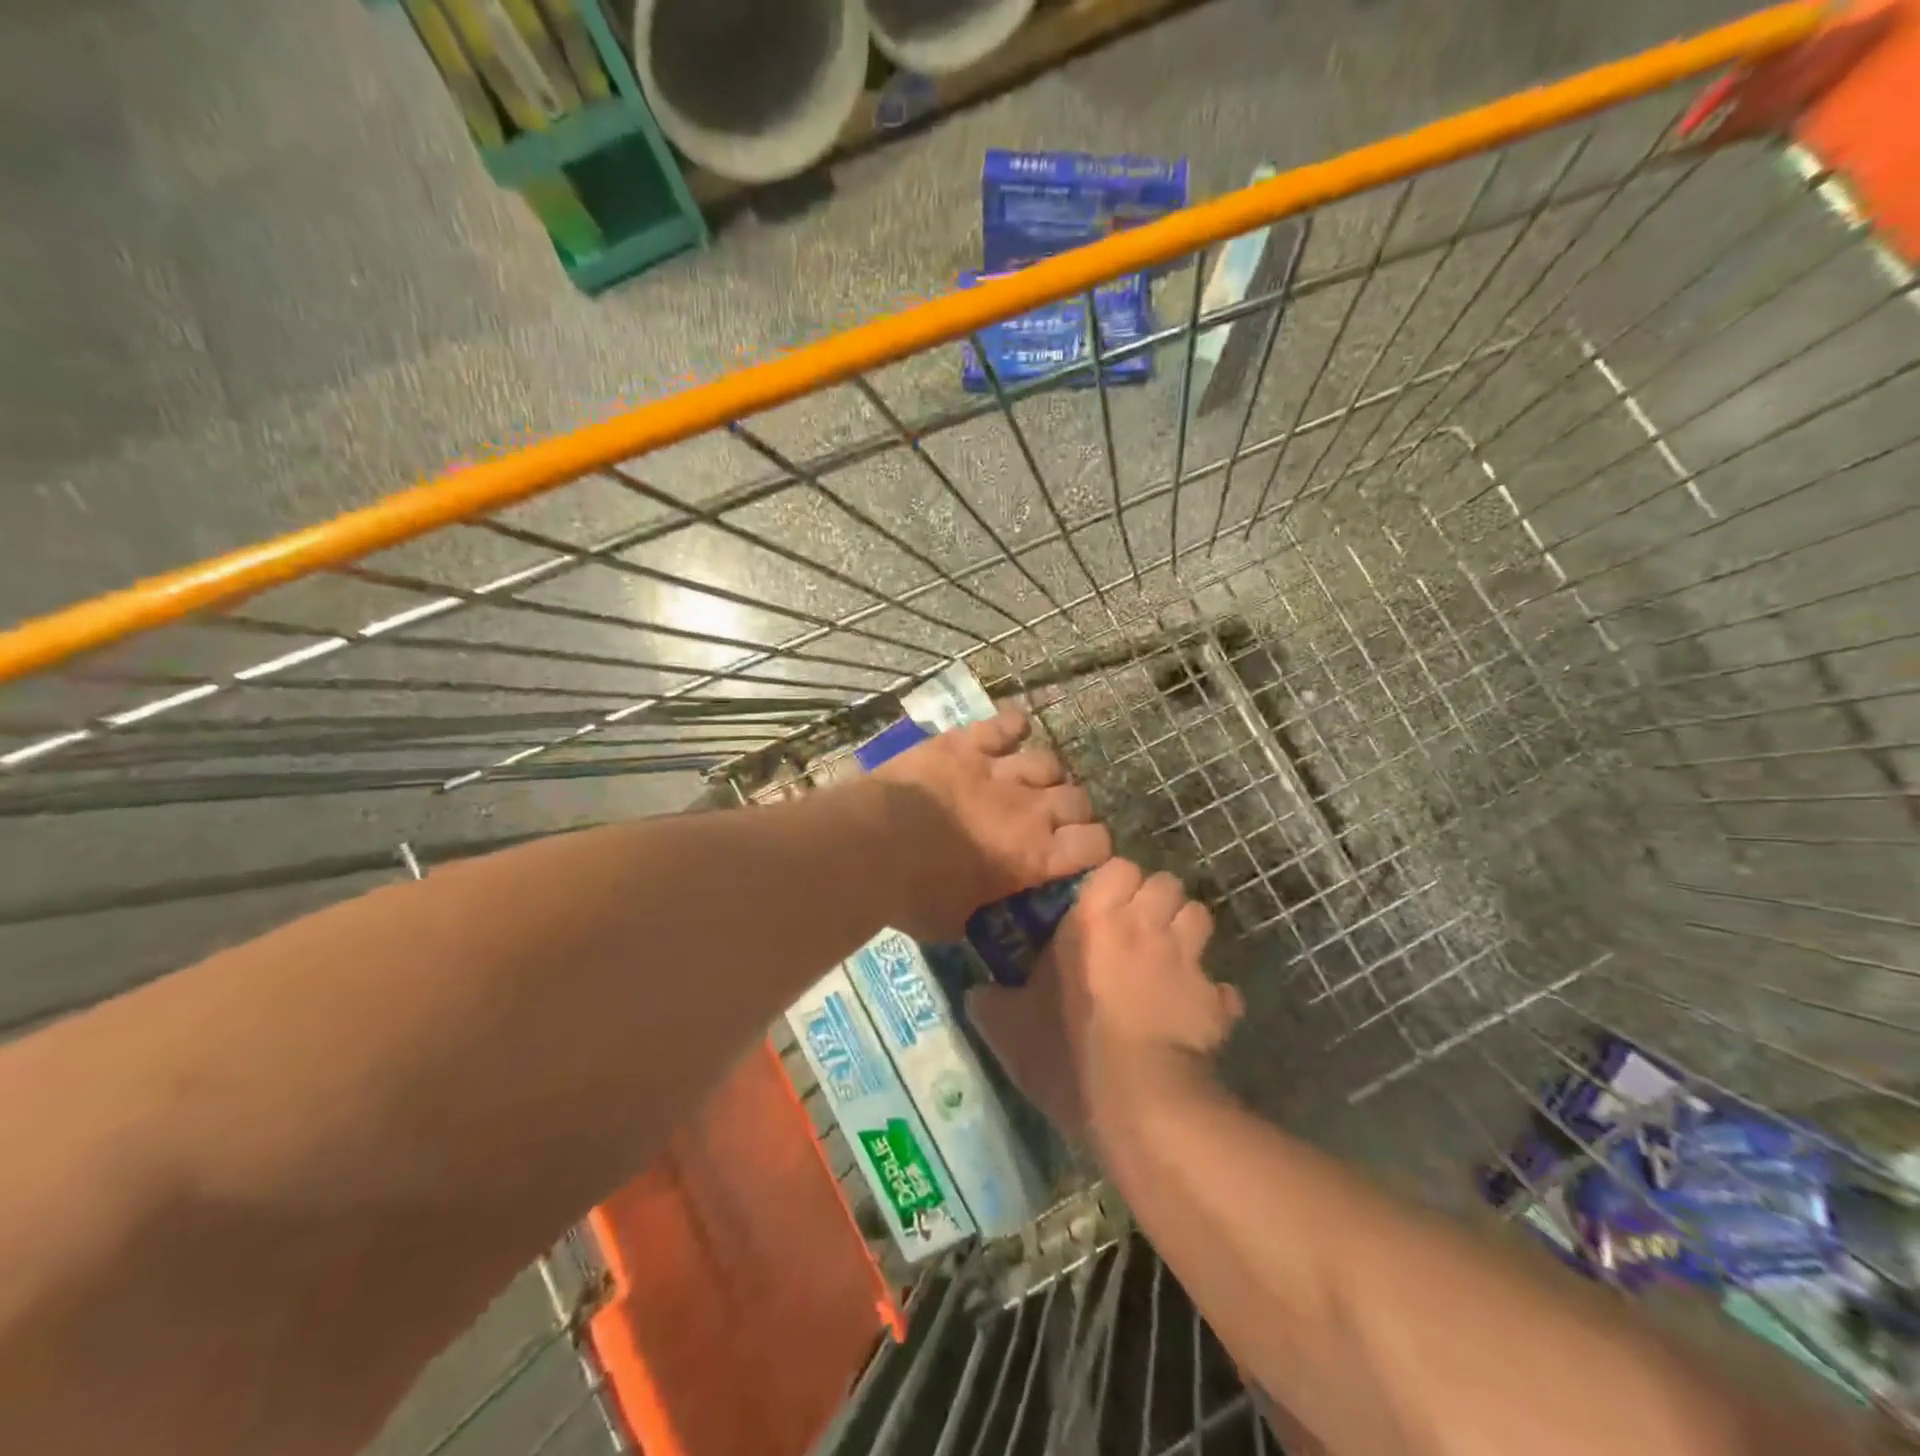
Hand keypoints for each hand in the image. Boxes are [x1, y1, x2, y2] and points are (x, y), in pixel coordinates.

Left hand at [870, 707, 1110, 941]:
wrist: (872, 845)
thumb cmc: (913, 894)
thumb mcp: (952, 923)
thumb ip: (977, 913)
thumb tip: (977, 915)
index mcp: (1035, 856)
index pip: (1095, 844)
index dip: (1093, 847)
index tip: (1081, 853)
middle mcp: (1030, 809)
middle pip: (1078, 799)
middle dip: (1072, 811)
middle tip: (1052, 821)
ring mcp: (998, 770)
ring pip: (1048, 761)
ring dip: (1045, 774)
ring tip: (1029, 782)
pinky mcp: (965, 744)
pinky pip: (1003, 724)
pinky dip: (1011, 726)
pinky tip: (1012, 730)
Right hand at [969, 857, 1240, 1137]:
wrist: (1135, 1098)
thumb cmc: (1065, 1048)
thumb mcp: (1009, 1027)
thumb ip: (991, 1003)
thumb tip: (975, 993)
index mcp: (1094, 918)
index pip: (1120, 867)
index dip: (1117, 883)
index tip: (1105, 906)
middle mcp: (1144, 925)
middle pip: (1167, 883)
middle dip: (1157, 900)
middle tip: (1139, 929)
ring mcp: (1186, 959)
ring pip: (1200, 916)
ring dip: (1187, 932)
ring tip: (1170, 958)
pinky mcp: (1215, 1000)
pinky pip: (1222, 986)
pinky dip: (1212, 995)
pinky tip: (1197, 1012)